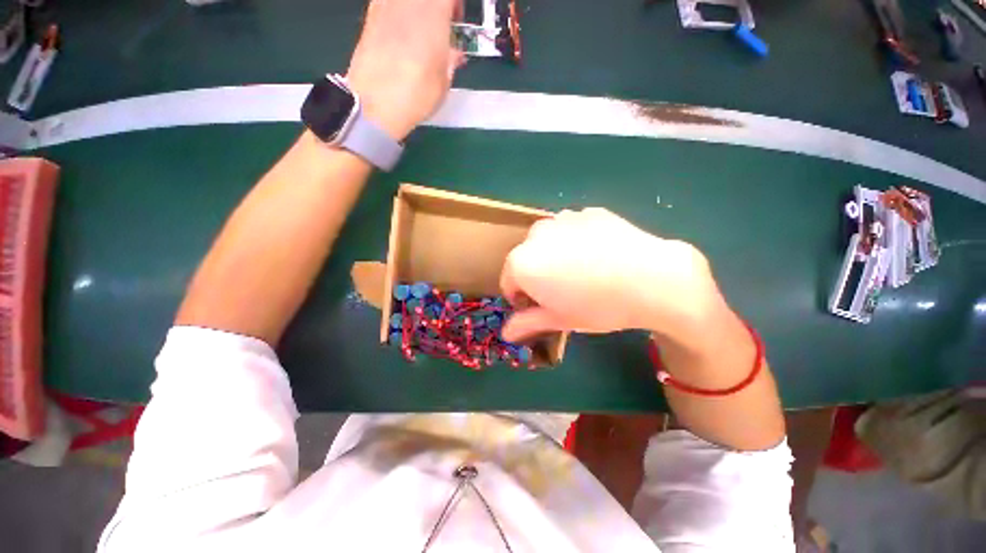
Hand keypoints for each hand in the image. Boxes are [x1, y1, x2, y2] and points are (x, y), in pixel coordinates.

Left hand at [346, 0, 464, 140]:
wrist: (376, 103)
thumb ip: (450, 59)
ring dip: (417, 12)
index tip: (457, 20)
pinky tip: (403, 37)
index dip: (455, 6)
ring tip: (421, 33)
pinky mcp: (370, 17)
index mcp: (433, 11)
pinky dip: (400, 15)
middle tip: (441, 27)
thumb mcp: (444, 80)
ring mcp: (385, 5)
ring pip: (407, 2)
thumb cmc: (416, 93)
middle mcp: (408, 1)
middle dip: (436, 9)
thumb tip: (453, 52)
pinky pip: (390, 5)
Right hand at [499, 208, 726, 342]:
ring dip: (555, 256)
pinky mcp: (588, 212)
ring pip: (548, 242)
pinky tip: (600, 255)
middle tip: (563, 291)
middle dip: (536, 275)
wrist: (653, 279)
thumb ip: (527, 324)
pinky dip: (577, 241)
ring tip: (583, 272)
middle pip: (526, 259)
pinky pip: (572, 229)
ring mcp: (563, 219)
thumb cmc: (598, 306)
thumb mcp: (559, 319)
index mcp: (521, 262)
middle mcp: (535, 235)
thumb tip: (506, 333)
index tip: (540, 307)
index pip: (508, 282)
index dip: (521, 298)